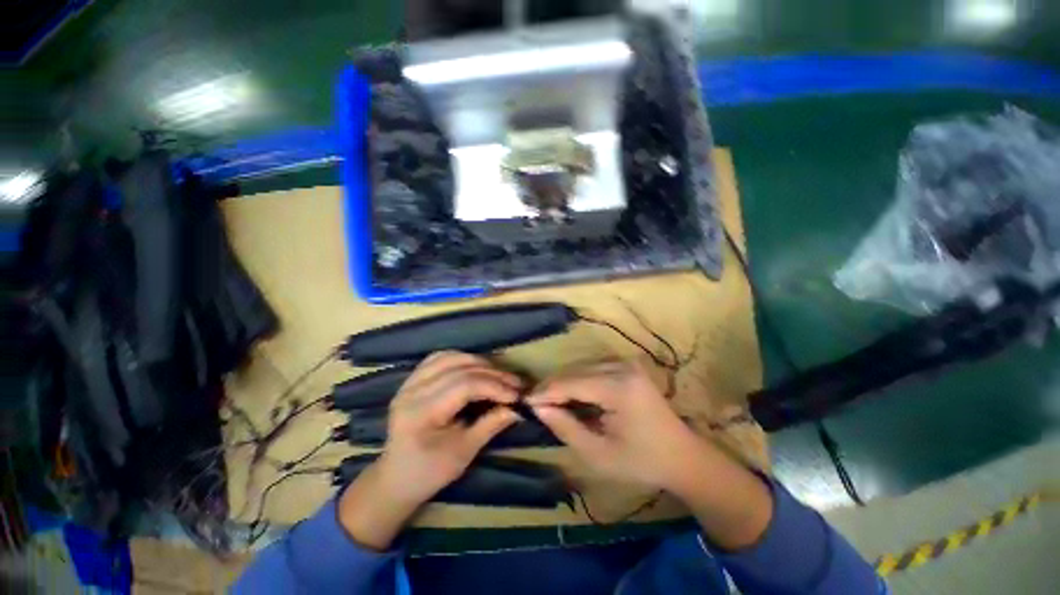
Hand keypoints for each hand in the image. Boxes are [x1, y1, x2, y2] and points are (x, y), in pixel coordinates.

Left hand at [338, 352, 521, 548]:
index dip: (494, 386)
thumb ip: (491, 424)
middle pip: (459, 368)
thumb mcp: (464, 452)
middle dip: (492, 374)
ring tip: (498, 374)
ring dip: (478, 362)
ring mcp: (409, 382)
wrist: (395, 478)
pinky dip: (462, 359)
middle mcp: (412, 391)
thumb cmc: (429, 472)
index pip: (464, 386)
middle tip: (515, 383)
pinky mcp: (412, 379)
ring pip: (450, 357)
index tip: (517, 395)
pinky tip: (475, 367)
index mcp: (421, 412)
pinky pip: (440, 358)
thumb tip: (519, 407)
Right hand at [526, 360, 700, 491]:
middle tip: (536, 405)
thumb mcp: (599, 454)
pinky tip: (572, 397)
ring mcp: (626, 363)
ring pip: (582, 367)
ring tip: (551, 403)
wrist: (683, 456)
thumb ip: (566, 428)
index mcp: (619, 388)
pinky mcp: (628, 365)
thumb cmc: (642, 462)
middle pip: (575, 371)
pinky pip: (593, 368)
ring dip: (564, 384)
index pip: (571, 383)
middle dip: (553, 387)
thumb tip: (538, 407)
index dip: (546, 392)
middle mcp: (622, 366)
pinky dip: (578, 381)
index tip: (525, 403)